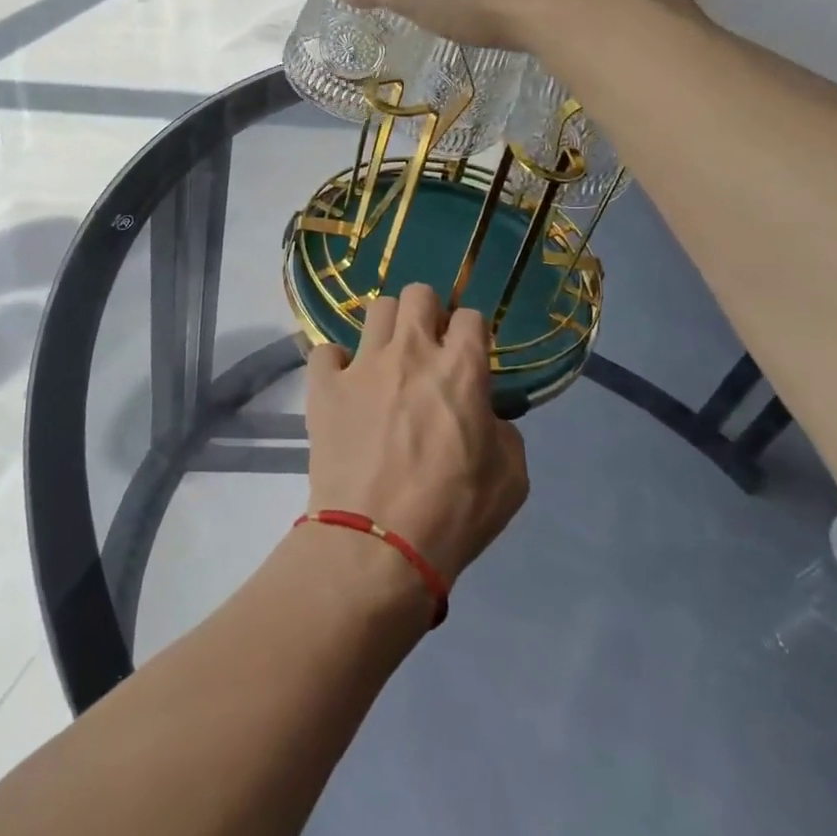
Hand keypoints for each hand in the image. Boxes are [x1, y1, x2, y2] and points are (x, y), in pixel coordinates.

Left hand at [304, 284, 529, 585]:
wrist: (378, 541)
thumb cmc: (454, 513)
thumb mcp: (511, 478)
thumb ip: (503, 432)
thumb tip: (485, 416)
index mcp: (461, 369)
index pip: (471, 316)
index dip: (472, 332)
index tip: (468, 354)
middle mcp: (411, 352)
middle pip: (418, 294)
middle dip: (427, 312)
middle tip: (426, 347)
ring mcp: (363, 365)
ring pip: (375, 309)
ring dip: (386, 329)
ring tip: (386, 360)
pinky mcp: (324, 385)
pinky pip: (324, 351)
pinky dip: (335, 364)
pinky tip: (344, 385)